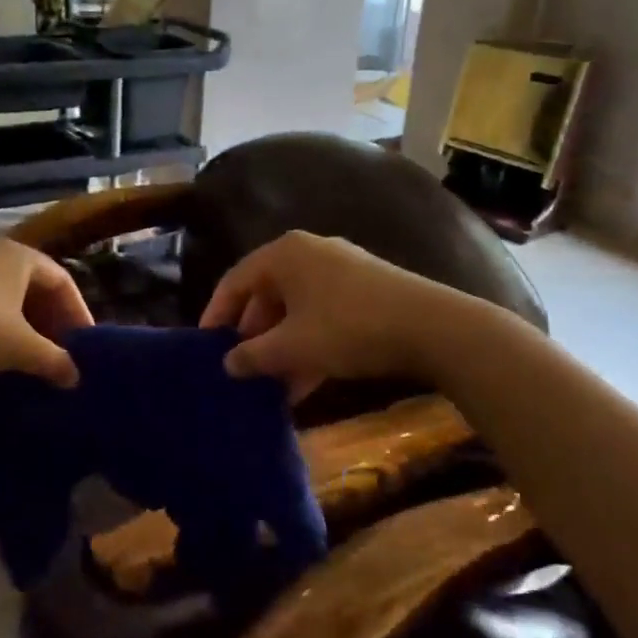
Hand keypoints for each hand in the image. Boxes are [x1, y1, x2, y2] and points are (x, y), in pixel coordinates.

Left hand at [0, 238, 93, 388]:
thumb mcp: (18, 347)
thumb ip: (53, 361)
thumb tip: (76, 377)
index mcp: (19, 256)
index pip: (63, 281)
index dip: (79, 313)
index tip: (86, 345)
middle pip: (36, 288)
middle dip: (52, 322)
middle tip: (63, 355)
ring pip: (9, 300)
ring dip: (26, 329)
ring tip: (35, 360)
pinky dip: (0, 330)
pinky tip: (0, 358)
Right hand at [199, 232, 445, 399]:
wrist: (432, 327)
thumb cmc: (348, 328)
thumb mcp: (293, 347)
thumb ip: (253, 355)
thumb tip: (228, 364)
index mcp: (284, 254)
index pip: (235, 280)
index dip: (217, 313)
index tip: (206, 345)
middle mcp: (309, 253)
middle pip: (267, 294)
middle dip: (253, 335)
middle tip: (240, 366)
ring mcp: (341, 270)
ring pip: (296, 308)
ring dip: (282, 346)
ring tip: (271, 384)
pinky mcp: (366, 289)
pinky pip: (323, 314)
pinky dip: (309, 344)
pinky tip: (304, 383)